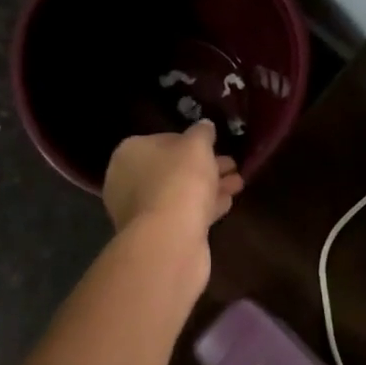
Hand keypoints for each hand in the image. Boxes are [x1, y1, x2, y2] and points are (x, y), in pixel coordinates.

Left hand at [102, 121, 243, 239]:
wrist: (169, 238)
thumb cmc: (179, 180)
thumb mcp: (197, 145)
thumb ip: (202, 133)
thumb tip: (204, 126)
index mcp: (130, 153)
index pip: (162, 140)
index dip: (191, 142)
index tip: (215, 145)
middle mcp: (128, 181)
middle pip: (172, 168)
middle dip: (204, 166)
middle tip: (231, 165)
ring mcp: (140, 211)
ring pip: (180, 193)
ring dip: (208, 187)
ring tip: (238, 183)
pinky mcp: (156, 235)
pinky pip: (183, 213)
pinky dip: (203, 207)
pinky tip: (227, 202)